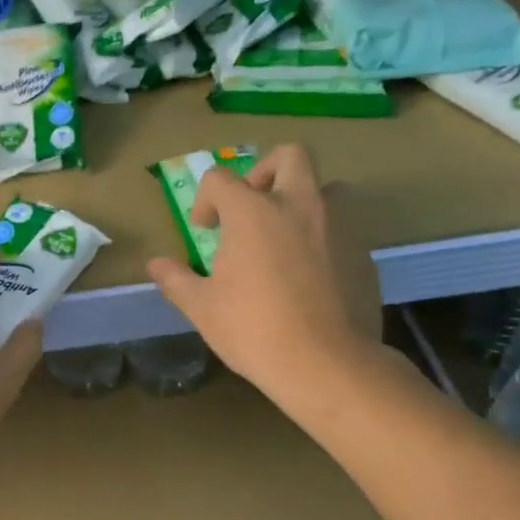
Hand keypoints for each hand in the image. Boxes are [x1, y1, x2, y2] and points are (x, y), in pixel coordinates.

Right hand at [146, 145, 382, 396]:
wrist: (327, 364)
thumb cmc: (254, 330)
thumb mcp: (202, 308)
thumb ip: (176, 279)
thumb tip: (156, 265)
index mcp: (253, 212)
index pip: (221, 178)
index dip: (206, 199)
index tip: (204, 229)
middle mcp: (299, 205)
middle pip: (289, 155)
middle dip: (265, 170)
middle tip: (252, 206)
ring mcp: (338, 225)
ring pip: (325, 188)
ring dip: (301, 201)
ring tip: (284, 238)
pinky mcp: (364, 252)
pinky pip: (342, 227)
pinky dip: (322, 237)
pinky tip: (309, 276)